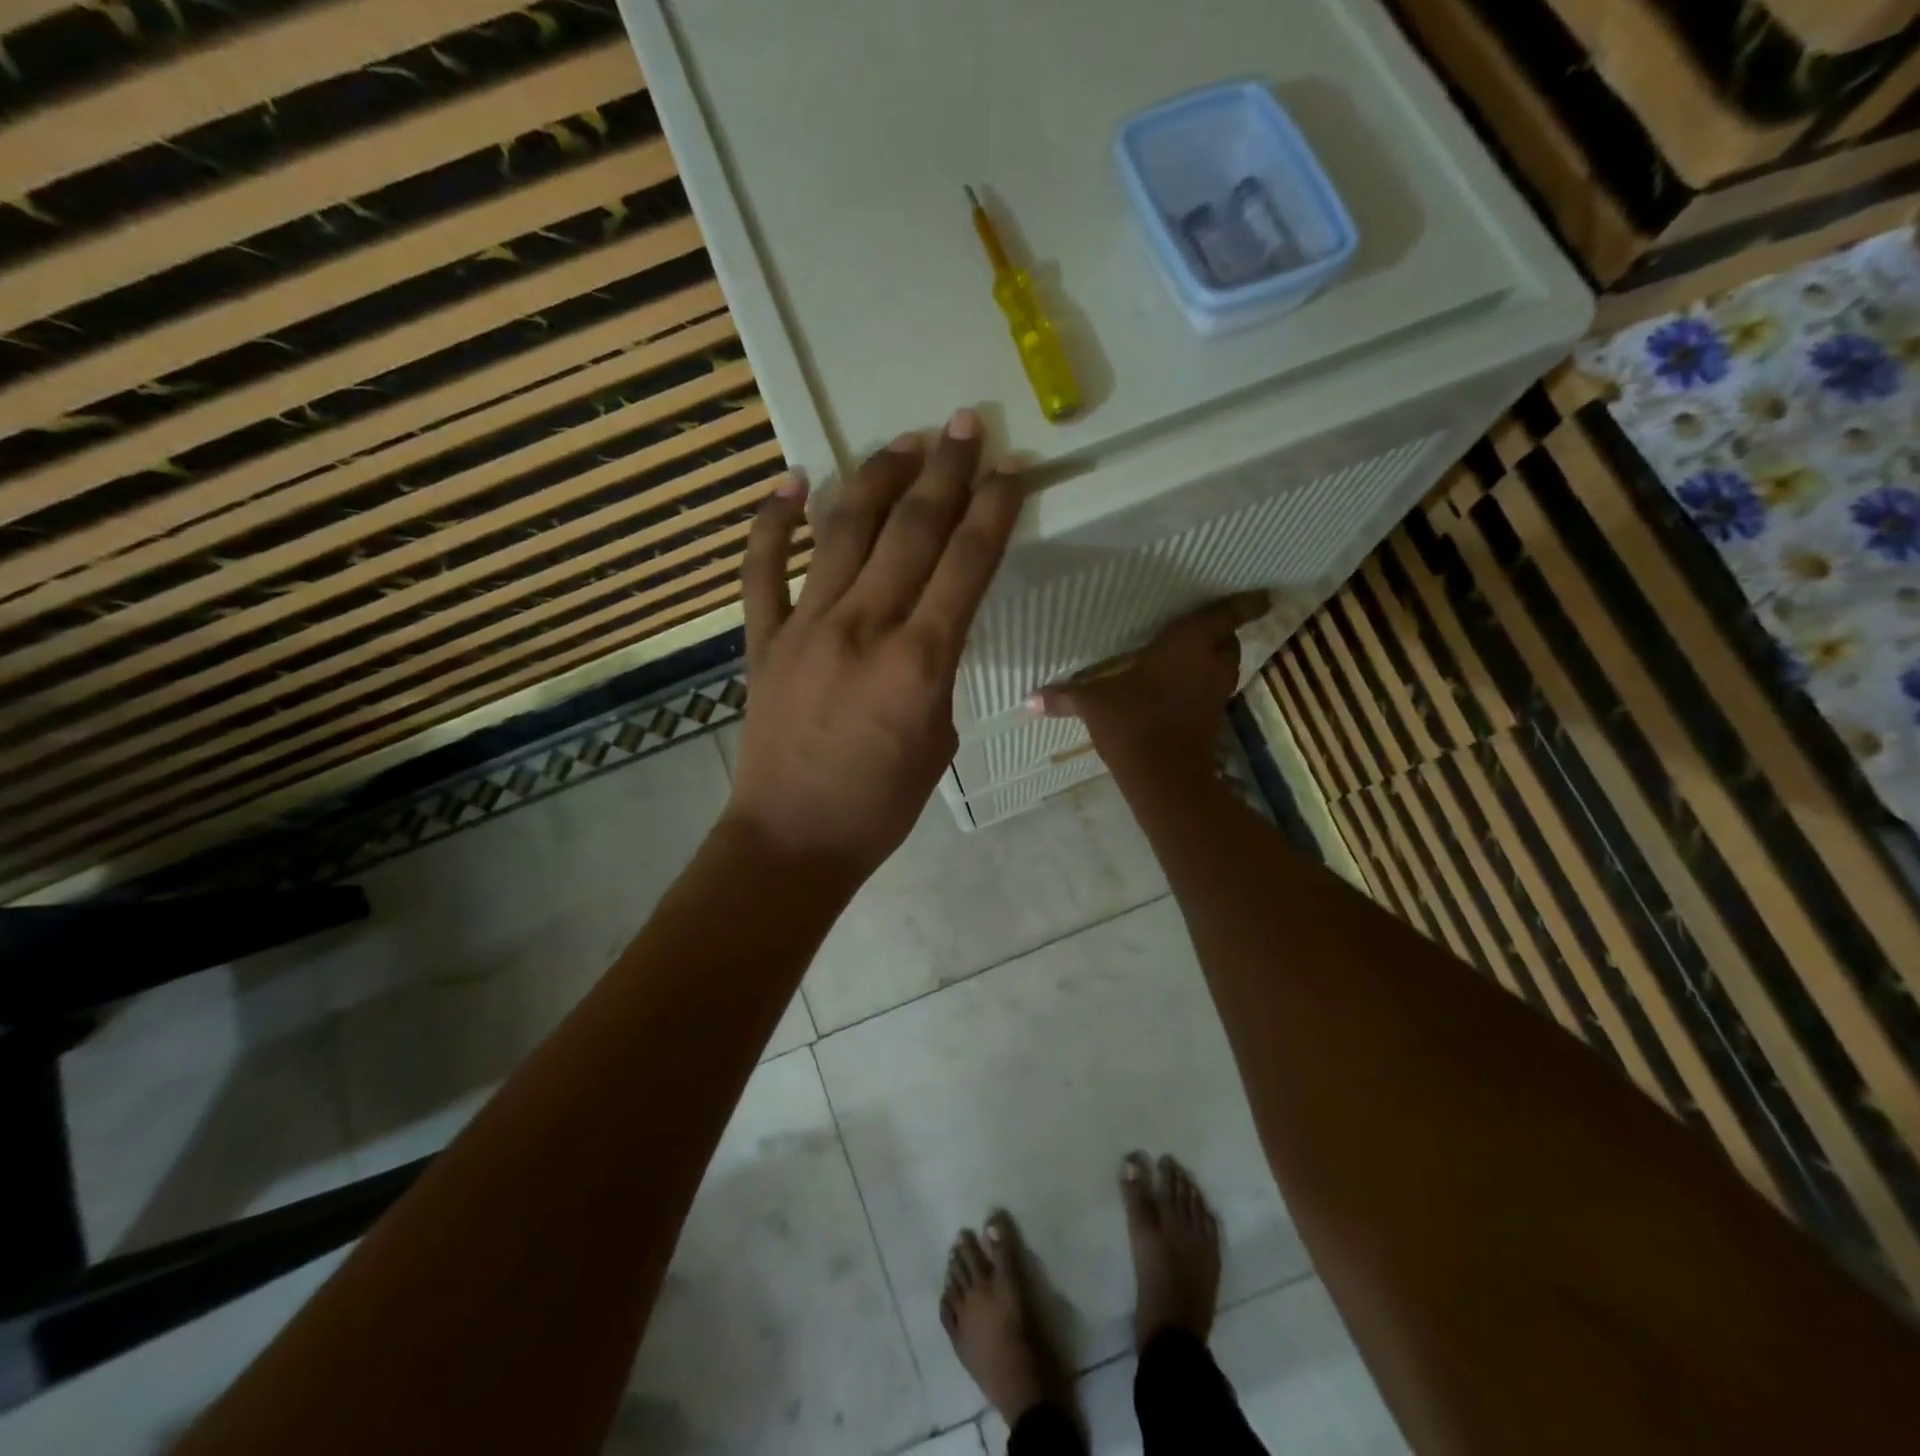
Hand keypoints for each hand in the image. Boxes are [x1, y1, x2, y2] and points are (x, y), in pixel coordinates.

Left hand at [722, 409, 1023, 882]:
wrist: (793, 839)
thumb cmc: (881, 805)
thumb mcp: (938, 738)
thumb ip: (938, 672)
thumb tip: (929, 629)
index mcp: (919, 661)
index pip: (967, 563)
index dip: (994, 509)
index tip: (1012, 469)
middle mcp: (863, 627)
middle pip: (911, 531)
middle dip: (944, 472)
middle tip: (964, 425)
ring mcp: (805, 627)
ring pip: (843, 532)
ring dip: (875, 479)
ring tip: (902, 442)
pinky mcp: (762, 640)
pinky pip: (763, 569)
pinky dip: (773, 521)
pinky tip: (791, 479)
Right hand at [1035, 592, 1271, 774]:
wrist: (1164, 774)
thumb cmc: (1132, 722)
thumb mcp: (1093, 703)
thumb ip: (1064, 697)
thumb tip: (1027, 700)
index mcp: (1188, 644)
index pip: (1225, 615)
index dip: (1245, 604)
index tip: (1264, 596)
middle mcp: (1209, 664)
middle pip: (1229, 641)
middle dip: (1222, 633)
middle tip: (1207, 626)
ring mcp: (1214, 694)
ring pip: (1225, 667)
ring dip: (1215, 659)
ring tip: (1192, 656)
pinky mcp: (1212, 719)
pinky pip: (1213, 691)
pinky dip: (1203, 685)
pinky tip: (1179, 689)